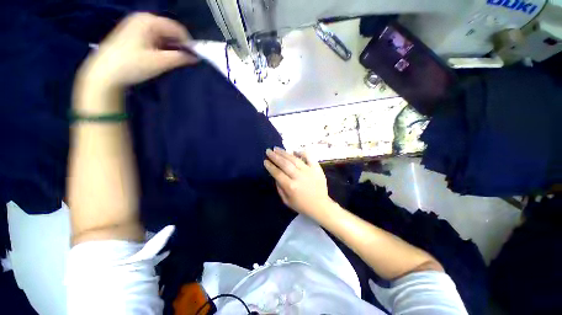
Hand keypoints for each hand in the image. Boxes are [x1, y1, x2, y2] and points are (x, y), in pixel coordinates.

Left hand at [77, 13, 196, 91]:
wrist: (104, 73)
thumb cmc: (132, 65)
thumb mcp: (159, 62)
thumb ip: (180, 58)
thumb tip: (195, 57)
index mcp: (149, 21)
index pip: (177, 28)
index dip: (188, 43)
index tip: (195, 57)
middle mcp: (143, 19)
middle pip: (169, 30)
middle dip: (179, 45)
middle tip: (186, 60)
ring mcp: (136, 25)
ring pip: (162, 35)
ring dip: (171, 47)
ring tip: (175, 60)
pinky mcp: (132, 34)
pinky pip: (153, 37)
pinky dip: (161, 47)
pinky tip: (163, 57)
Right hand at [264, 147, 333, 216]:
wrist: (320, 206)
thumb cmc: (302, 205)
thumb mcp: (287, 201)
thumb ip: (279, 188)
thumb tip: (275, 175)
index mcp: (291, 187)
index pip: (277, 173)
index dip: (270, 166)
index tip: (265, 161)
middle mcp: (299, 177)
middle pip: (284, 164)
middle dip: (275, 156)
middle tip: (269, 151)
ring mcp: (308, 171)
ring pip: (294, 159)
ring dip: (284, 153)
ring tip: (277, 149)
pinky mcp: (316, 169)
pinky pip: (309, 157)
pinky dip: (302, 153)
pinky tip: (295, 151)